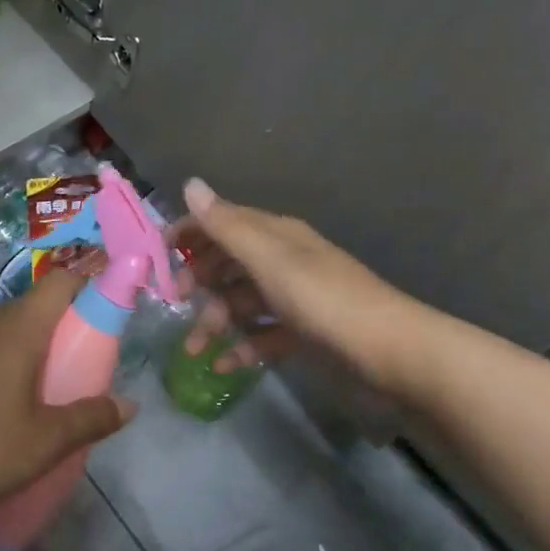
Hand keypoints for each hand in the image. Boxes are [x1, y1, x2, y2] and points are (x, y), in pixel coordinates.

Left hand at [0, 265, 135, 522]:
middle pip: (40, 304)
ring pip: (15, 330)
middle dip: (71, 322)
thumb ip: (90, 419)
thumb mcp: (45, 440)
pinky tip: (23, 404)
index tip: (113, 311)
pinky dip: (17, 364)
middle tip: (94, 356)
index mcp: (20, 327)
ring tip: (64, 382)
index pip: (61, 281)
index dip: (91, 285)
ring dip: (42, 346)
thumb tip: (129, 405)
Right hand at [175, 178, 409, 386]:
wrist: (393, 355)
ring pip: (242, 301)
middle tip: (174, 303)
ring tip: (194, 350)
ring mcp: (295, 298)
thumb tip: (190, 184)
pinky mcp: (305, 333)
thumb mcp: (270, 260)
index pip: (222, 222)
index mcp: (276, 236)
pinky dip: (242, 346)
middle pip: (229, 263)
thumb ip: (227, 226)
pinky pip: (263, 334)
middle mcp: (283, 261)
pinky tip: (224, 366)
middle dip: (198, 280)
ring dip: (215, 321)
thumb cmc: (324, 301)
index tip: (156, 256)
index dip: (189, 234)